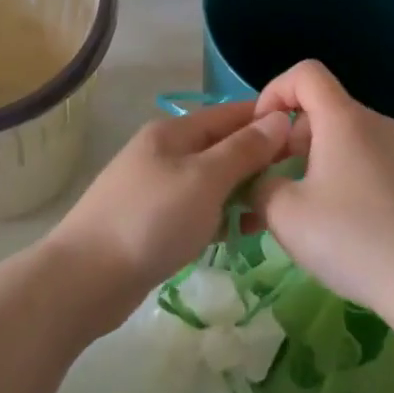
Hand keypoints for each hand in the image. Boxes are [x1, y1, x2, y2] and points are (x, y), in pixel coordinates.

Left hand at [50, 101, 291, 322]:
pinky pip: (196, 209)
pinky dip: (217, 217)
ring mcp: (154, 188)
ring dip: (239, 193)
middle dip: (257, 161)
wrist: (86, 278)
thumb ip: (243, 149)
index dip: (267, 120)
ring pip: (210, 182)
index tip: (307, 136)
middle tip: (296, 182)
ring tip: (271, 213)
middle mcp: (163, 152)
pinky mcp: (151, 222)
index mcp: (173, 132)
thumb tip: (279, 118)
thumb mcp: (205, 179)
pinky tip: (236, 236)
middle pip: (220, 147)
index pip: (229, 114)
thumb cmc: (152, 220)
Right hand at [249, 60, 393, 320]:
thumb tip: (262, 181)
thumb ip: (259, 185)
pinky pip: (367, 163)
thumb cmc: (352, 239)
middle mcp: (377, 125)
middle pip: (323, 109)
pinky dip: (341, 178)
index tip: (260, 133)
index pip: (305, 73)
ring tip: (297, 211)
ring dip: (312, 163)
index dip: (274, 92)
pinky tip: (336, 226)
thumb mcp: (284, 214)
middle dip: (288, 138)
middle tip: (270, 182)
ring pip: (344, 140)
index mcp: (344, 120)